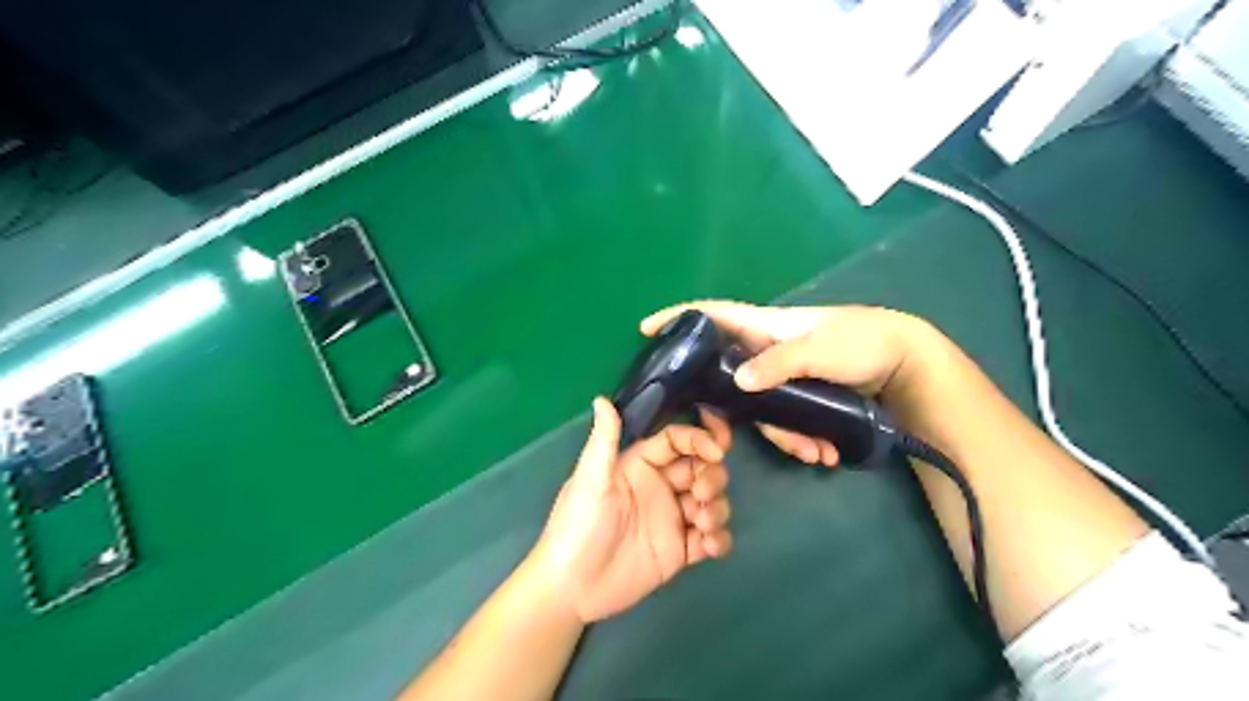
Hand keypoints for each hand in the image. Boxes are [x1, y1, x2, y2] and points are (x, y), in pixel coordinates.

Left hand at [522, 397, 733, 620]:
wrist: (572, 588)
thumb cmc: (578, 526)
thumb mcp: (590, 480)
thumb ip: (604, 440)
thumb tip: (602, 398)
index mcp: (640, 465)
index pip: (677, 442)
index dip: (699, 440)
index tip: (716, 451)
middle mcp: (660, 488)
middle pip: (702, 469)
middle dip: (712, 476)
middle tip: (701, 494)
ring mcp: (672, 519)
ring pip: (711, 501)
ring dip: (717, 507)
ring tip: (703, 524)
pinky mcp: (679, 551)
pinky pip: (710, 538)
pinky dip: (719, 539)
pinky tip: (710, 545)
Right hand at [644, 301, 936, 470]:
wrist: (906, 363)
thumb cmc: (861, 341)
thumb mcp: (819, 349)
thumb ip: (778, 364)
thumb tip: (738, 383)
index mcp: (763, 328)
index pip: (712, 315)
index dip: (678, 318)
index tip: (646, 329)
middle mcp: (765, 351)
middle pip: (726, 377)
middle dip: (725, 412)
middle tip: (721, 443)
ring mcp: (782, 375)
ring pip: (759, 408)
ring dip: (783, 435)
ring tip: (815, 453)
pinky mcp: (801, 395)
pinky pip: (785, 419)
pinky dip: (802, 438)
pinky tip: (826, 453)